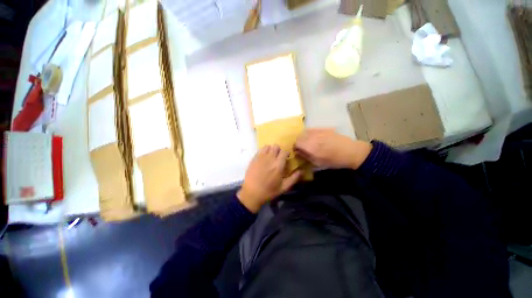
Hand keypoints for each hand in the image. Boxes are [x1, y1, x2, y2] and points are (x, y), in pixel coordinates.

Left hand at [237, 145, 300, 212]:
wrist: (251, 193)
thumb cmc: (269, 191)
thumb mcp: (284, 187)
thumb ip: (294, 178)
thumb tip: (302, 170)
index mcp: (278, 165)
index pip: (284, 152)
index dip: (286, 154)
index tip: (286, 159)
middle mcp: (270, 158)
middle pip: (276, 146)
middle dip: (279, 151)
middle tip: (278, 158)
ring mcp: (261, 157)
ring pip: (268, 146)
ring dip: (271, 150)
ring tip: (271, 157)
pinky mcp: (254, 158)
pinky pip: (260, 150)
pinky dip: (264, 151)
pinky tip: (263, 158)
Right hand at [295, 128, 371, 169]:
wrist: (350, 151)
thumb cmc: (333, 160)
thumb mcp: (317, 162)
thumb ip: (305, 156)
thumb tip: (297, 152)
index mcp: (310, 146)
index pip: (296, 142)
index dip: (295, 147)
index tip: (297, 151)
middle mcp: (312, 137)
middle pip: (299, 136)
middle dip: (299, 141)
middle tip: (303, 147)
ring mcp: (318, 131)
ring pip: (305, 131)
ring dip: (304, 137)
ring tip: (309, 142)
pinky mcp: (323, 128)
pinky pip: (312, 129)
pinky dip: (310, 133)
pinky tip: (315, 138)